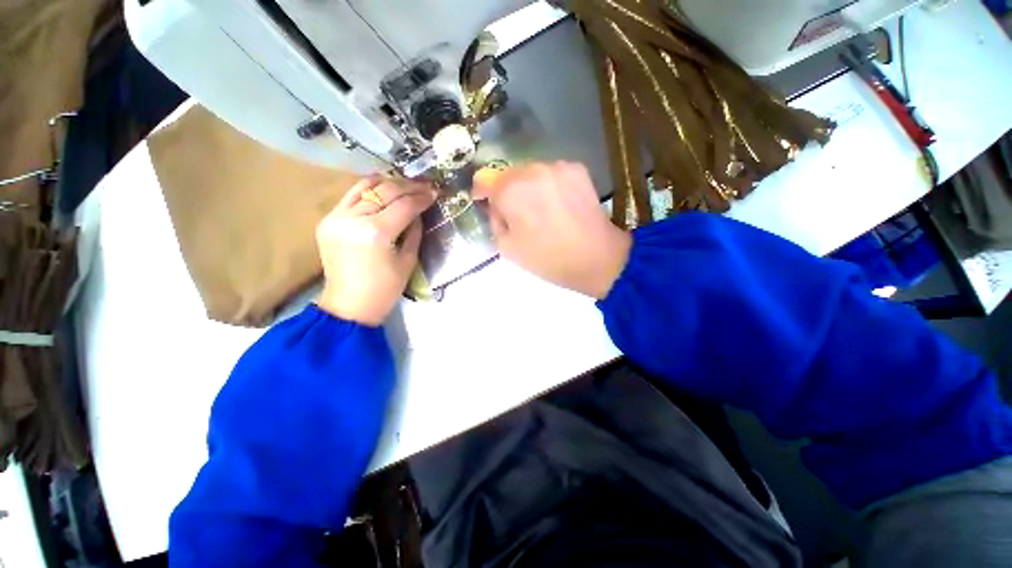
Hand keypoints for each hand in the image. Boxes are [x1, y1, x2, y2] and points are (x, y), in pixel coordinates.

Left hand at [316, 177, 435, 325]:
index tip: (435, 192)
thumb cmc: (384, 289)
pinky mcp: (328, 220)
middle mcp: (353, 219)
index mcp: (376, 233)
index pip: (404, 205)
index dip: (422, 197)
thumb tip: (419, 211)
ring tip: (405, 184)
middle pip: (384, 191)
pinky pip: (350, 196)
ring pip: (364, 187)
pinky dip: (368, 189)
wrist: (349, 305)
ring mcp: (336, 217)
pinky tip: (383, 189)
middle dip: (408, 186)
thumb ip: (414, 231)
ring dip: (388, 182)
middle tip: (424, 185)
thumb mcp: (408, 260)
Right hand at [474, 162, 630, 298]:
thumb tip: (497, 207)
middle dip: (507, 192)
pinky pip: (551, 174)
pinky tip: (559, 205)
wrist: (597, 258)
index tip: (488, 206)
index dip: (482, 193)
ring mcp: (557, 166)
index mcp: (511, 190)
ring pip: (530, 172)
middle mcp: (532, 169)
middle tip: (518, 215)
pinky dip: (548, 186)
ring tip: (542, 211)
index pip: (484, 178)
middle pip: (508, 174)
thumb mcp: (507, 248)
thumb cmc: (548, 258)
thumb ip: (494, 221)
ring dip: (529, 188)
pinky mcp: (577, 169)